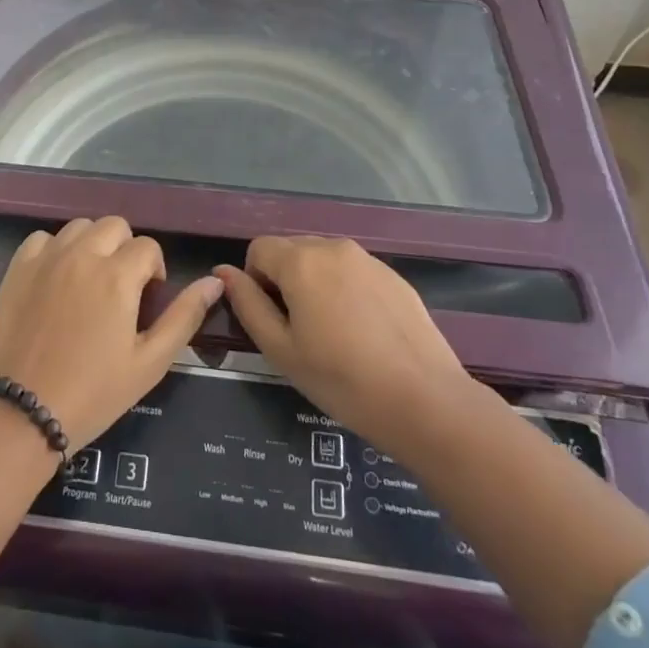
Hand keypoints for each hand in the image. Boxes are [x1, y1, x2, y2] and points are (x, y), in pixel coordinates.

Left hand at [0, 217, 223, 448]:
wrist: (23, 412)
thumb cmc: (94, 392)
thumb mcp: (150, 362)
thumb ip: (185, 316)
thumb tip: (214, 282)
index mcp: (117, 276)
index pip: (148, 247)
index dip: (154, 271)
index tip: (146, 301)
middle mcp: (82, 255)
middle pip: (115, 226)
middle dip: (125, 250)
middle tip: (120, 288)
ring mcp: (46, 258)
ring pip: (80, 227)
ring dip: (92, 245)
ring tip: (89, 281)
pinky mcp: (18, 268)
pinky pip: (43, 238)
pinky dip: (55, 250)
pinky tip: (56, 279)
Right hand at [216, 236, 473, 455]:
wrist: (425, 401)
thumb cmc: (341, 379)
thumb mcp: (280, 349)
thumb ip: (247, 304)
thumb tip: (223, 272)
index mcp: (301, 260)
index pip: (258, 248)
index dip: (256, 282)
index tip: (274, 321)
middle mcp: (333, 247)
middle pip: (291, 250)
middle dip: (285, 281)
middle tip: (301, 331)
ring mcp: (368, 259)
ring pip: (323, 260)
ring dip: (316, 284)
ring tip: (333, 334)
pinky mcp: (394, 276)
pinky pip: (353, 272)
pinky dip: (346, 291)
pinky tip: (363, 333)